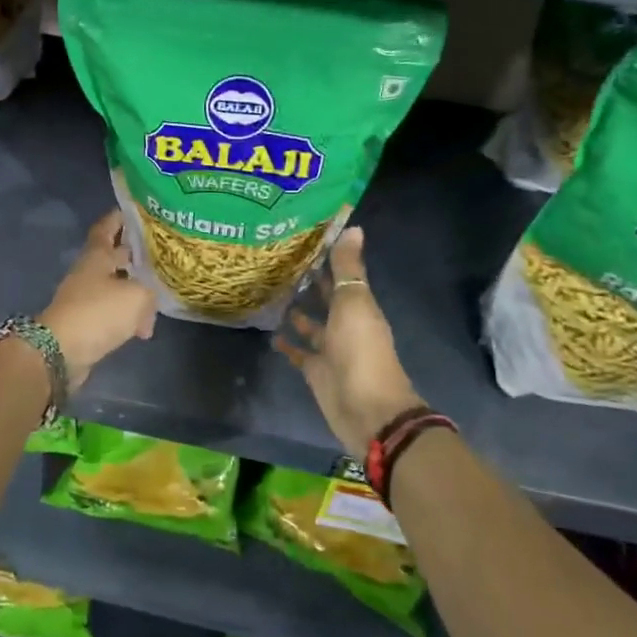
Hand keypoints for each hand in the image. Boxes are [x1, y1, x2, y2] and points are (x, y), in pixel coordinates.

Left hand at [40, 211, 157, 390]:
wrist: (61, 351)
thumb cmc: (98, 312)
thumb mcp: (137, 296)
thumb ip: (150, 290)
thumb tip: (149, 298)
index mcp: (97, 256)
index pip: (107, 227)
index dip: (119, 218)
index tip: (135, 211)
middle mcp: (90, 271)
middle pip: (114, 256)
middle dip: (134, 254)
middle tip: (161, 252)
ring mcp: (86, 296)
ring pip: (116, 285)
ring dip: (135, 290)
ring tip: (158, 296)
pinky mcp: (86, 321)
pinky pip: (112, 311)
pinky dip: (128, 315)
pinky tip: (144, 328)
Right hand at [275, 227, 421, 458]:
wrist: (367, 409)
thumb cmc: (361, 350)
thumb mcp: (354, 302)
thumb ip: (348, 268)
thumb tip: (353, 226)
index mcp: (358, 305)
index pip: (341, 275)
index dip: (325, 258)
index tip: (301, 238)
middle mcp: (345, 323)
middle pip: (325, 298)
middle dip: (308, 282)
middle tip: (278, 262)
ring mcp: (330, 349)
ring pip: (311, 324)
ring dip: (297, 311)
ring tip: (270, 292)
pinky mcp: (316, 370)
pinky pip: (300, 352)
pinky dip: (288, 343)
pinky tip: (270, 332)